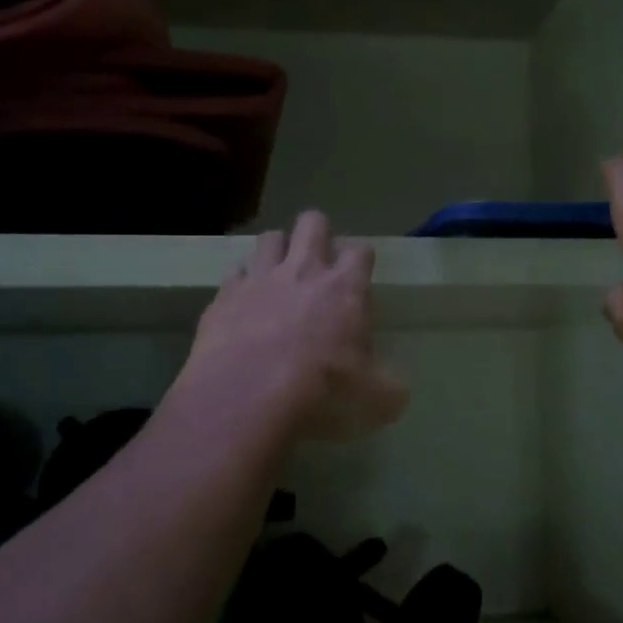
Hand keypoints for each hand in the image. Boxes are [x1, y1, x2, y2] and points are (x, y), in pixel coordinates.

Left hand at [183, 211, 408, 441]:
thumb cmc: (321, 391)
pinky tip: (244, 300)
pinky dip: (241, 281)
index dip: (360, 259)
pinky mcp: (225, 295)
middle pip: (313, 223)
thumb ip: (389, 388)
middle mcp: (304, 271)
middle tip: (319, 261)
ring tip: (279, 273)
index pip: (360, 251)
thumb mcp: (373, 399)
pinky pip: (234, 272)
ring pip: (270, 237)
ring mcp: (260, 278)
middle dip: (318, 233)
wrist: (247, 396)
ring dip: (277, 250)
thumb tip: (397, 391)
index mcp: (345, 289)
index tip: (359, 276)